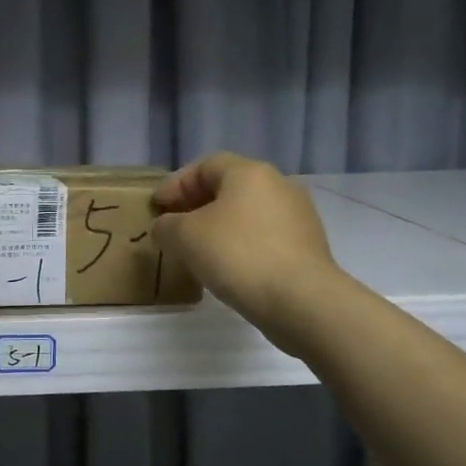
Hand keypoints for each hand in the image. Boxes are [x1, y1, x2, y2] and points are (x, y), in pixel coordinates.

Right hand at [151, 153, 340, 335]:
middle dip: (197, 204)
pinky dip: (241, 244)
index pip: (204, 165)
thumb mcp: (185, 237)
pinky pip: (264, 236)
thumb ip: (166, 226)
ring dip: (220, 226)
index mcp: (249, 172)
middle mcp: (278, 185)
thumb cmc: (238, 255)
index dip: (176, 184)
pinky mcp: (308, 246)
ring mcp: (298, 216)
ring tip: (198, 249)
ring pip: (247, 213)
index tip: (156, 207)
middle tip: (174, 226)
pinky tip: (228, 267)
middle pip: (229, 187)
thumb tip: (166, 227)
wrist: (302, 300)